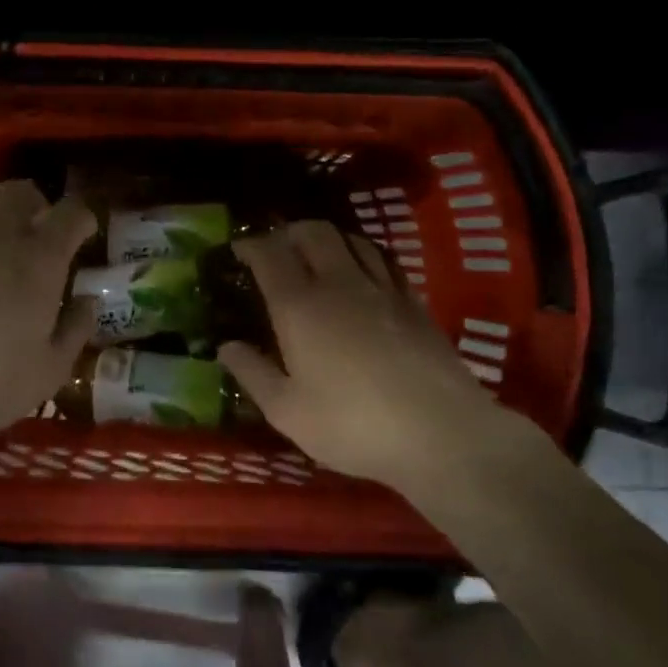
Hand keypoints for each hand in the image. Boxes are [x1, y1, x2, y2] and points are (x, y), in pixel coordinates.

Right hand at [218, 222, 544, 492]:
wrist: (441, 434)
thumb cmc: (352, 425)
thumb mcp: (287, 412)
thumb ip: (253, 374)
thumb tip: (226, 346)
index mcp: (300, 307)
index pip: (269, 255)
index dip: (250, 245)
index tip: (238, 250)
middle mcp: (339, 284)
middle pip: (313, 233)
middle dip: (289, 232)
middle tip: (277, 249)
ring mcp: (382, 289)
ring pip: (352, 239)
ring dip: (328, 238)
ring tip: (318, 255)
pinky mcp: (414, 302)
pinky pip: (384, 260)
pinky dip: (363, 255)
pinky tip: (363, 274)